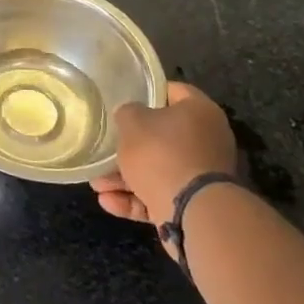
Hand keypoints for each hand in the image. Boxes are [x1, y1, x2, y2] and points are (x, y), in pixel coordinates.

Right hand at [90, 82, 239, 226]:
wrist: (193, 212)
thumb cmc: (162, 153)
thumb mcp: (132, 122)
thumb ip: (127, 112)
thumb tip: (130, 115)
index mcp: (200, 112)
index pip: (173, 91)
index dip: (147, 92)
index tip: (124, 99)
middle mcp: (207, 141)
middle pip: (162, 136)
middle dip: (129, 146)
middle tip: (104, 148)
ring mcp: (201, 175)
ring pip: (158, 169)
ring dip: (125, 177)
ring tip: (96, 184)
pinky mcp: (194, 204)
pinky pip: (160, 195)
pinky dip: (135, 199)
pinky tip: (107, 201)